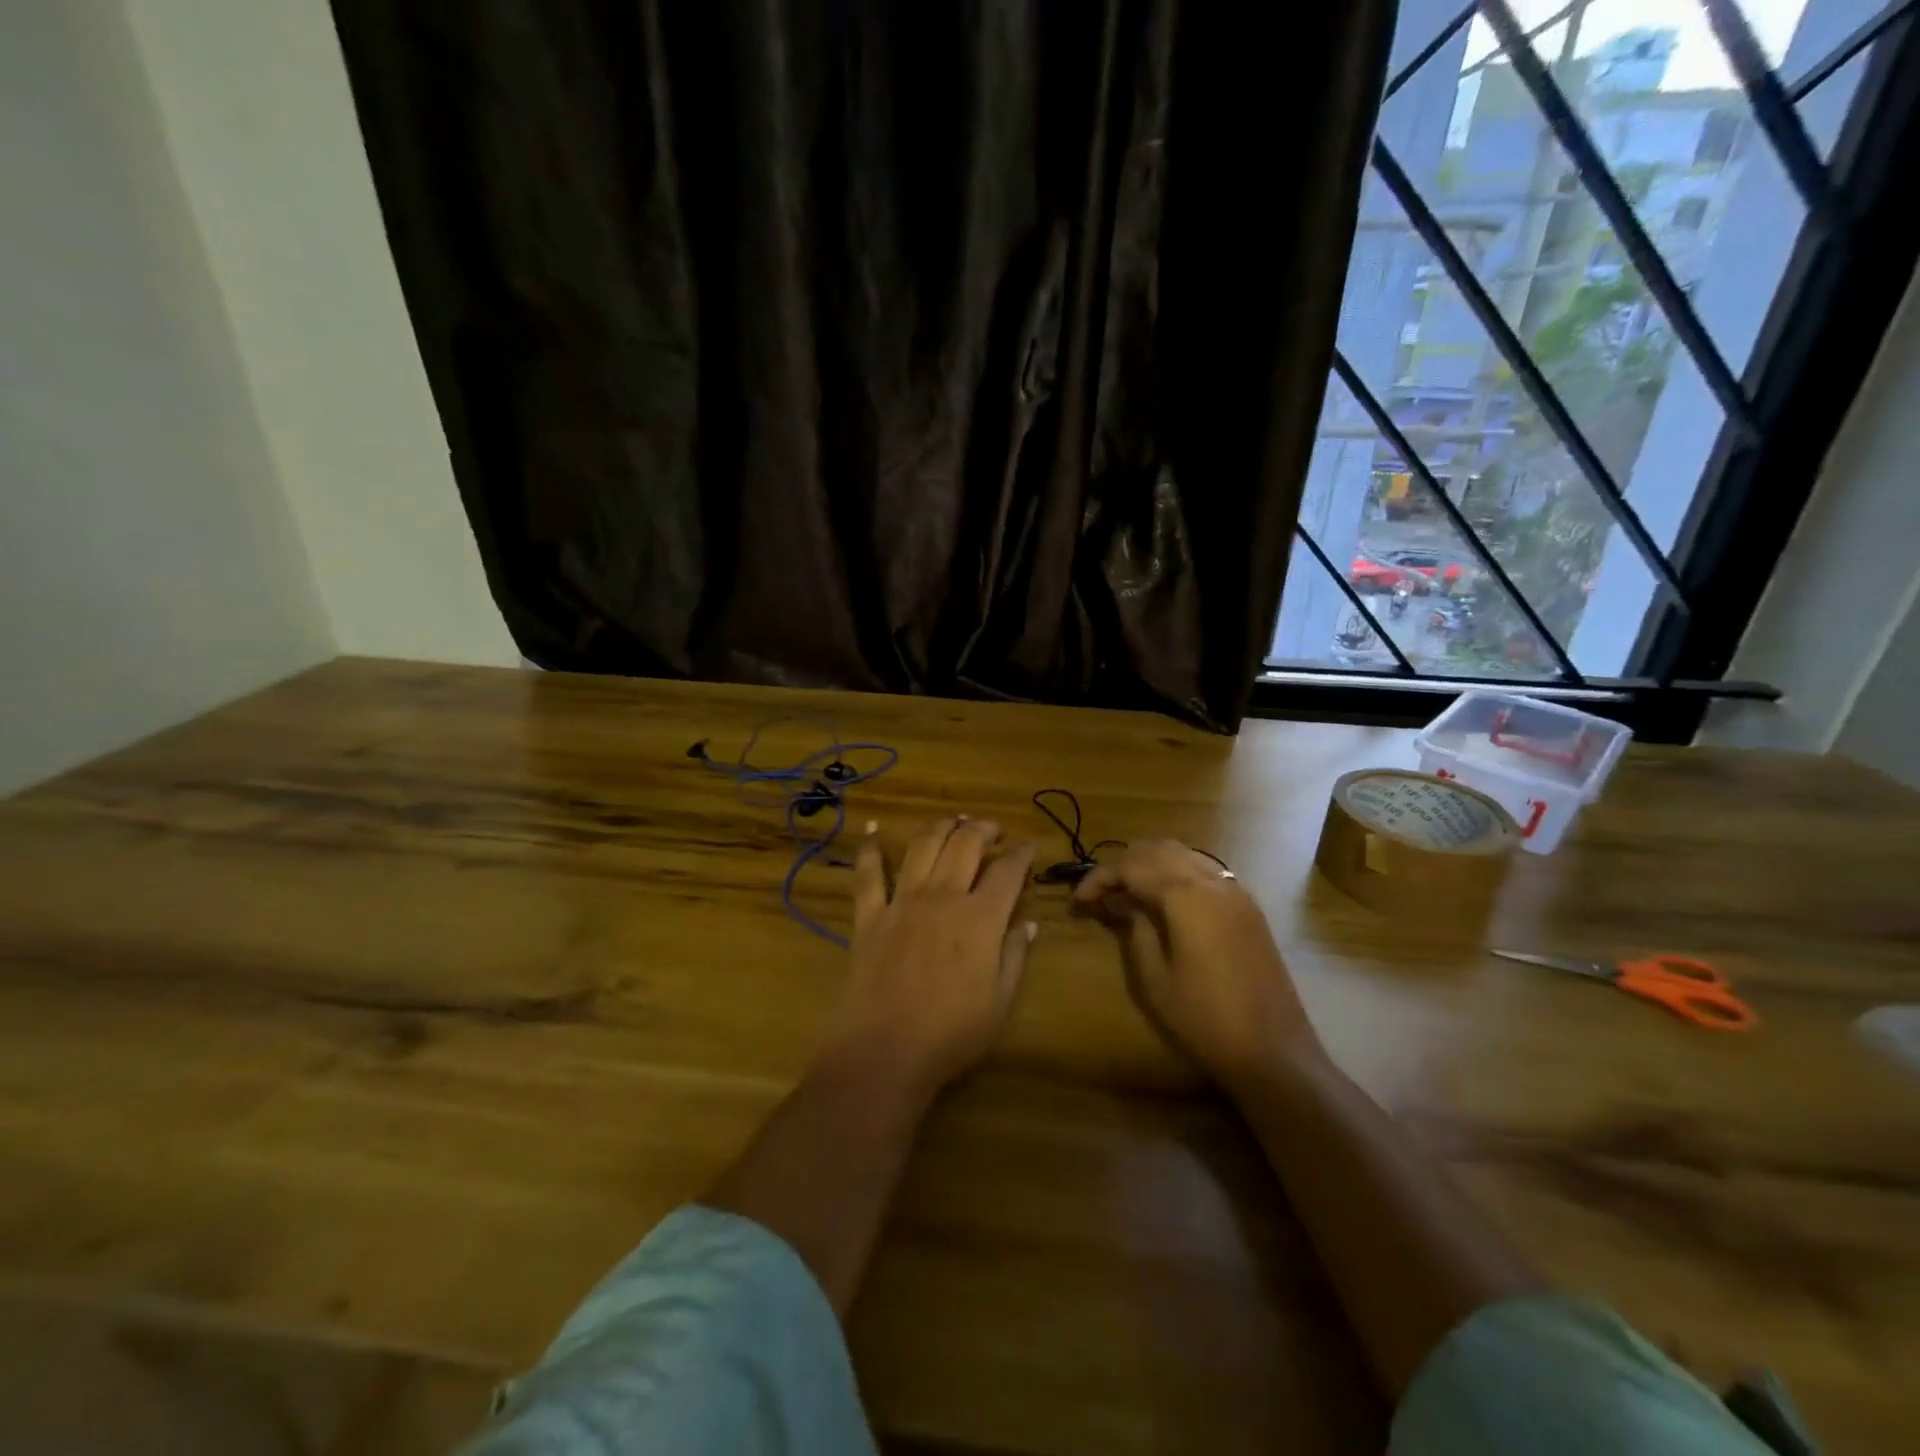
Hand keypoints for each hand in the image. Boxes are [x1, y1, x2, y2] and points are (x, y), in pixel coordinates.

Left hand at [830, 817, 1037, 1096]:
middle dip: (983, 828)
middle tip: (993, 830)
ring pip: (923, 845)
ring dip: (941, 826)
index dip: (1022, 854)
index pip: (1008, 871)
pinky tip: (873, 828)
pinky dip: (871, 847)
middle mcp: (942, 897)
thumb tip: (1027, 923)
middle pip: (965, 844)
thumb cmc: (951, 1034)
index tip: (1029, 848)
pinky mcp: (869, 916)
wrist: (885, 1052)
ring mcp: (901, 902)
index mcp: (980, 918)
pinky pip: (868, 874)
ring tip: (952, 822)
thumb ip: (1014, 956)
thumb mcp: (1000, 1002)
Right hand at [1072, 839, 1321, 1089]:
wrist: (1273, 1051)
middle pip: (1158, 850)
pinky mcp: (1248, 907)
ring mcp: (1236, 891)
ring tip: (1128, 896)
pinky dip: (1177, 874)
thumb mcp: (1154, 978)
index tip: (1077, 901)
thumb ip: (1135, 928)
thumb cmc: (1204, 1018)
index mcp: (1186, 895)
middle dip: (1124, 865)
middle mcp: (1213, 881)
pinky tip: (1164, 903)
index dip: (1099, 878)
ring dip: (1151, 865)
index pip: (1131, 866)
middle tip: (1101, 895)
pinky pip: (1205, 871)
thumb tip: (1124, 904)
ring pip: (1184, 855)